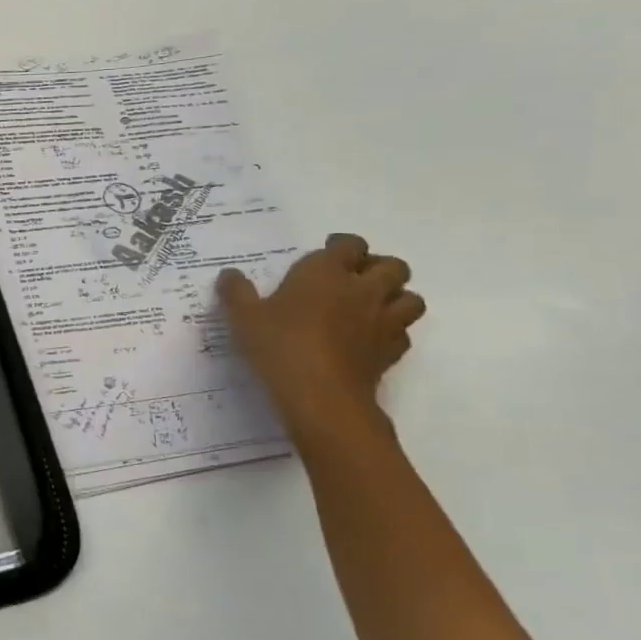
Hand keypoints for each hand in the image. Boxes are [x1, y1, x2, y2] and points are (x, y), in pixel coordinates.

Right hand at [217, 233, 425, 442]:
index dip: (342, 245)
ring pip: (411, 298)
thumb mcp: (243, 316)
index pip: (350, 244)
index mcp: (326, 271)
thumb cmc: (279, 345)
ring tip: (373, 306)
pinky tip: (372, 340)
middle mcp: (362, 289)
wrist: (320, 395)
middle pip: (393, 266)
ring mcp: (382, 321)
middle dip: (379, 267)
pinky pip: (404, 333)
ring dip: (397, 298)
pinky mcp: (391, 352)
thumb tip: (229, 274)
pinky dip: (394, 332)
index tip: (328, 251)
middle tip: (356, 278)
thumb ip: (236, 292)